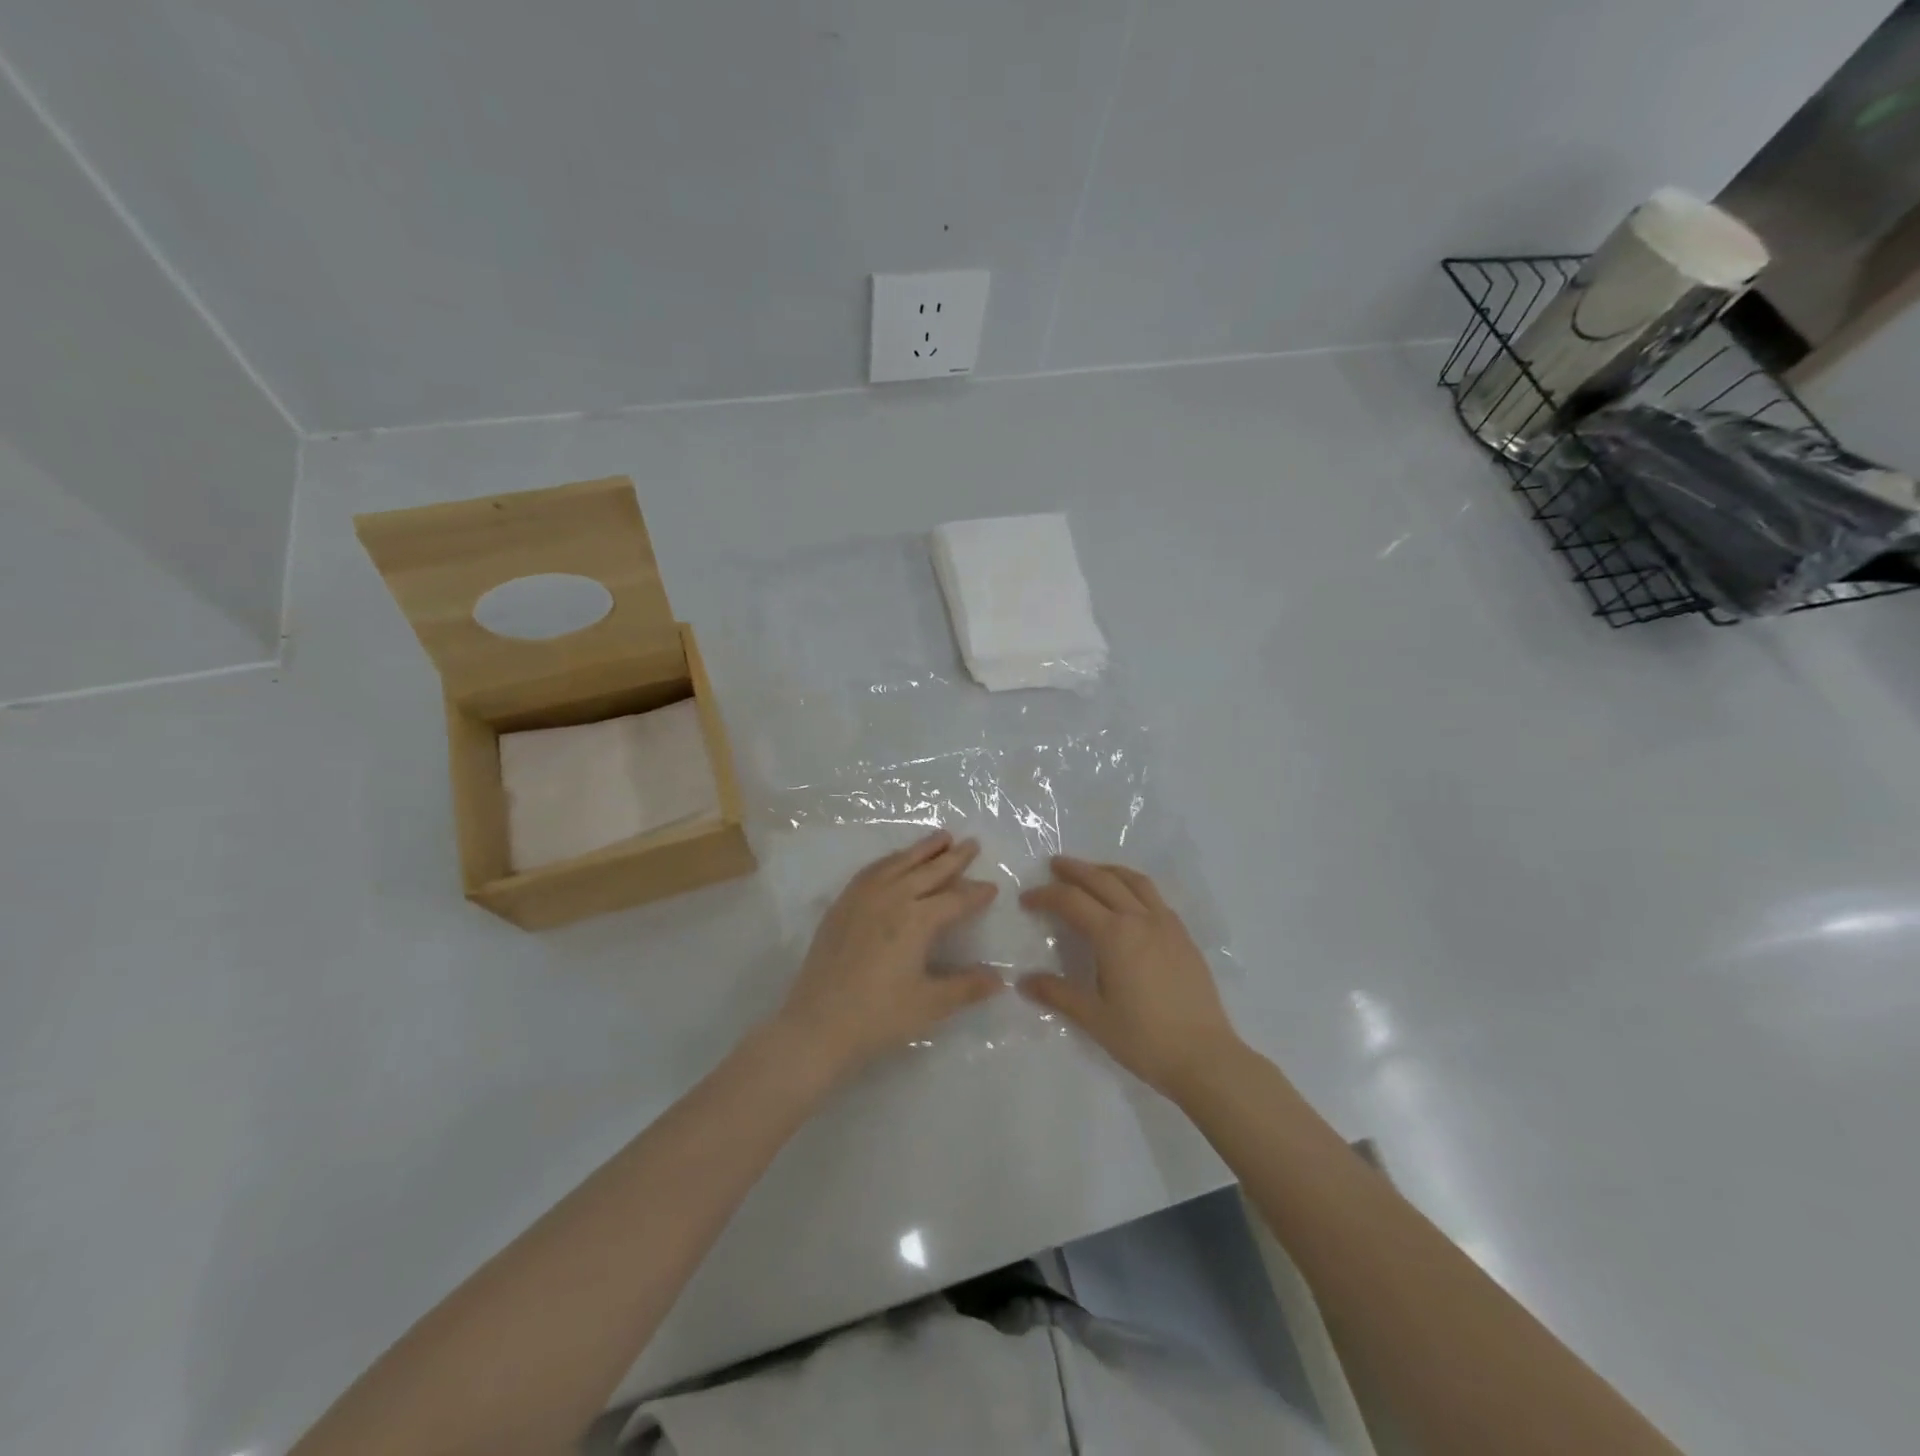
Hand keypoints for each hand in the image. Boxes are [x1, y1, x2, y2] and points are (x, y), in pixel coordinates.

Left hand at [774, 830, 1003, 1082]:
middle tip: (972, 843)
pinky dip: (891, 859)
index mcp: (917, 919)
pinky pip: (872, 870)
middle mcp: (892, 898)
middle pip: (929, 871)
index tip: (992, 886)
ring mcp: (863, 897)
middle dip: (954, 857)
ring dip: (923, 849)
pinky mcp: (842, 905)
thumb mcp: (930, 1005)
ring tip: (941, 836)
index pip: (955, 899)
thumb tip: (1001, 979)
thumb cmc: (879, 1016)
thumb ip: (967, 988)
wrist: (817, 1024)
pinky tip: (896, 859)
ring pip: (899, 862)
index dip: (976, 893)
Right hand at [1019, 857, 1239, 1097]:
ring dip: (1108, 871)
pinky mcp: (1184, 937)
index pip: (1072, 901)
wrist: (1205, 1057)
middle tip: (1054, 865)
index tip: (1027, 899)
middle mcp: (1140, 919)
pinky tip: (1129, 901)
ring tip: (1092, 872)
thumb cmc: (1145, 1039)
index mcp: (1114, 935)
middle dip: (1075, 870)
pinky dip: (1133, 887)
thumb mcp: (1094, 1018)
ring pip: (1134, 881)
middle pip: (1103, 880)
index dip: (1046, 896)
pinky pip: (1155, 897)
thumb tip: (1024, 981)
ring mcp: (1167, 925)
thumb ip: (1058, 994)